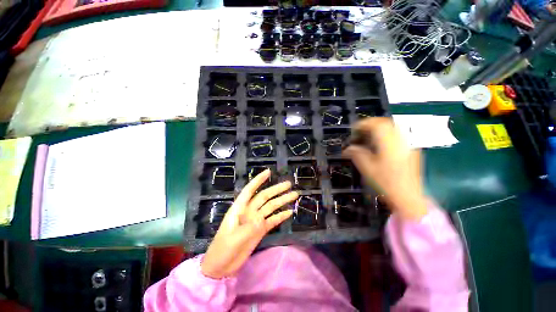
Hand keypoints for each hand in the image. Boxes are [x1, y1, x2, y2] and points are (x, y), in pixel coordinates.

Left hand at [201, 169, 298, 278]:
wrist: (221, 267)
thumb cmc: (222, 250)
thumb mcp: (233, 239)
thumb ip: (248, 228)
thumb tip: (262, 219)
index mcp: (239, 209)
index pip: (250, 190)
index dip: (258, 180)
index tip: (269, 172)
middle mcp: (249, 211)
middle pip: (264, 197)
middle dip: (276, 189)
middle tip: (289, 184)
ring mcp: (255, 220)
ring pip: (270, 207)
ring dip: (282, 201)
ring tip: (294, 195)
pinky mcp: (260, 230)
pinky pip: (272, 220)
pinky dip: (280, 216)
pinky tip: (289, 212)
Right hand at [343, 118, 426, 220]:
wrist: (408, 197)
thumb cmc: (386, 183)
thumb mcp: (367, 168)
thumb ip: (356, 154)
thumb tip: (347, 148)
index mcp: (390, 144)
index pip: (377, 125)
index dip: (363, 124)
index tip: (354, 130)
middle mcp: (401, 140)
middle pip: (386, 123)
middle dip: (371, 125)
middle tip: (360, 133)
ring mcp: (409, 144)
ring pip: (393, 128)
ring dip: (379, 129)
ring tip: (369, 137)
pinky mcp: (411, 149)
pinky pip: (398, 135)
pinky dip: (386, 135)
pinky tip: (380, 145)